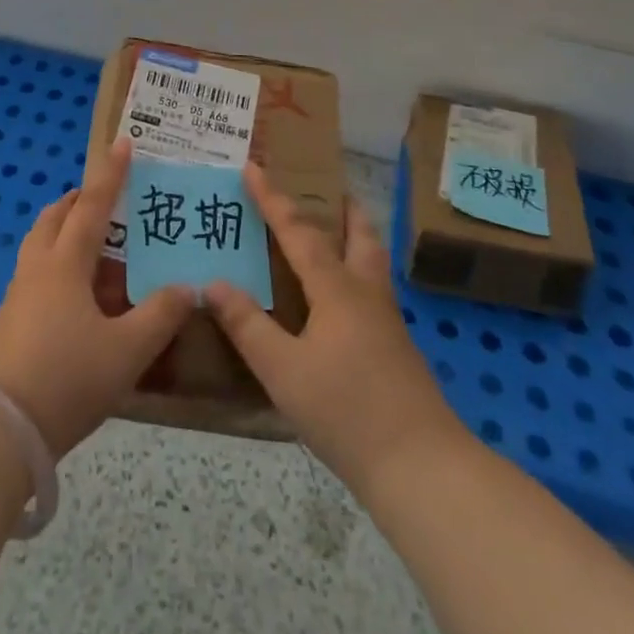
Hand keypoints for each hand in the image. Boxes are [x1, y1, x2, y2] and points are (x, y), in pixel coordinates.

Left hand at [0, 137, 192, 458]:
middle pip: (56, 217)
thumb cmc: (66, 378)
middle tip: (106, 199)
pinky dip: (61, 267)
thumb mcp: (127, 350)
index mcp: (66, 262)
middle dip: (80, 200)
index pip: (94, 205)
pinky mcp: (10, 321)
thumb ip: (160, 315)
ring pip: (43, 245)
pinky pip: (39, 274)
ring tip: (99, 248)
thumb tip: (187, 288)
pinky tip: (82, 299)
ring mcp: (19, 294)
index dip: (112, 174)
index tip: (123, 143)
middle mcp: (38, 267)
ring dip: (68, 233)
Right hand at [206, 166, 463, 495]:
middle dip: (342, 207)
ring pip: (372, 261)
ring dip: (354, 236)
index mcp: (336, 289)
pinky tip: (341, 300)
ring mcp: (387, 321)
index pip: (298, 231)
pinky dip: (356, 272)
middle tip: (325, 188)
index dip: (272, 199)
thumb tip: (213, 283)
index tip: (254, 167)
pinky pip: (372, 290)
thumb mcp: (282, 371)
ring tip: (335, 232)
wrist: (420, 467)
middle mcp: (365, 293)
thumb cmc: (346, 412)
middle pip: (359, 234)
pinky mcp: (396, 349)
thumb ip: (247, 325)